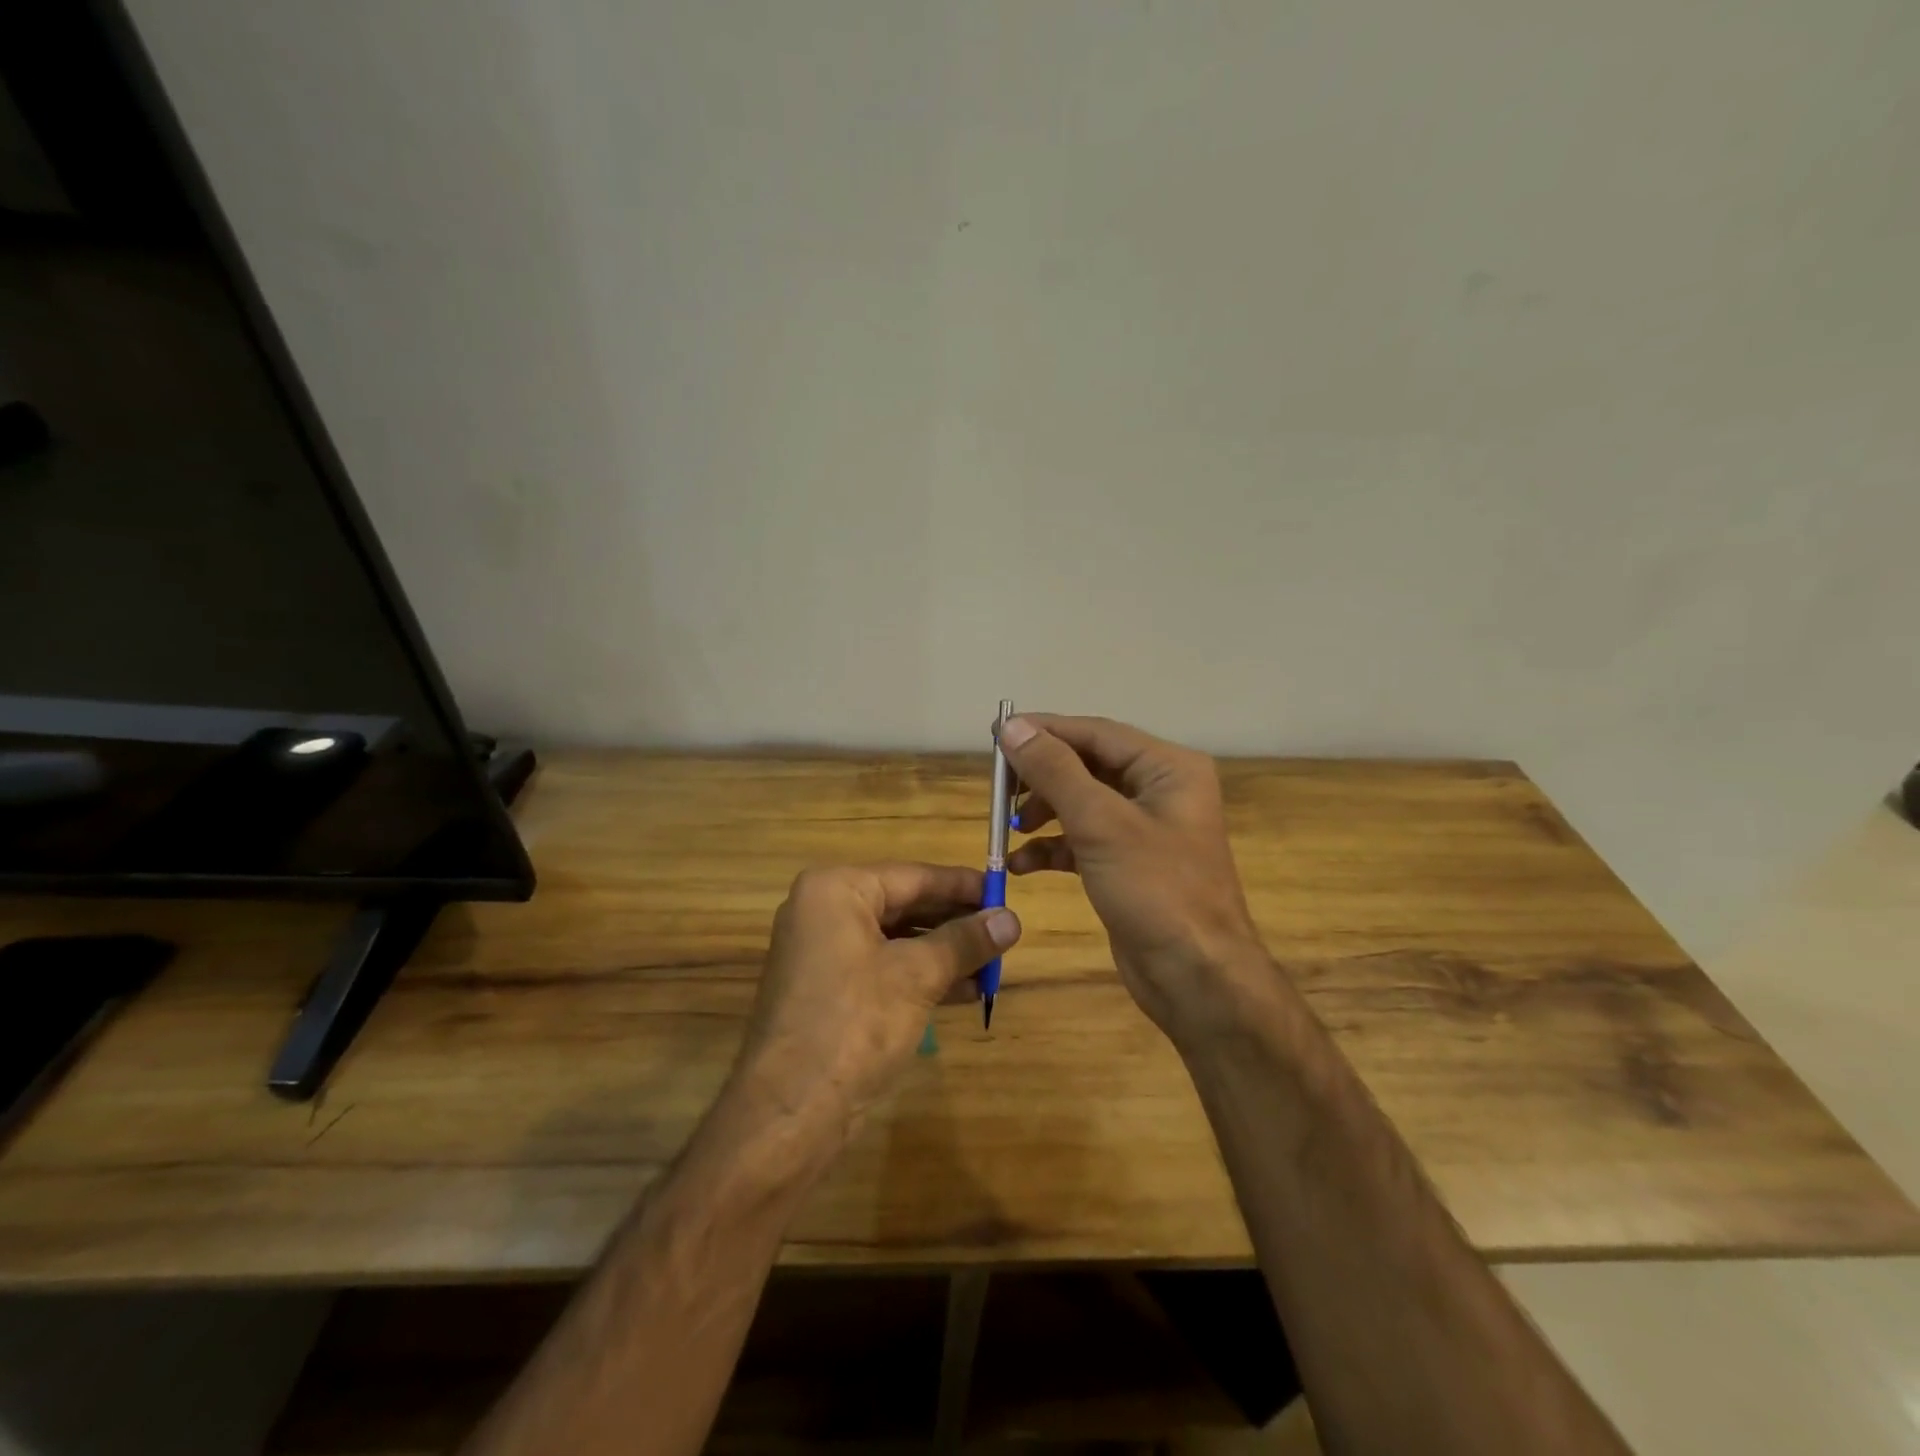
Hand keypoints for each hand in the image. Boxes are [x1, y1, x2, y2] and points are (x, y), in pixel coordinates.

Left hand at [732, 863, 1019, 1136]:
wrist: (790, 1112)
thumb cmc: (855, 1024)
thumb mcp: (917, 976)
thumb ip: (965, 942)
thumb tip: (1012, 919)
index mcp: (836, 890)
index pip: (913, 876)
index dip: (963, 885)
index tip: (1005, 891)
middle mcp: (824, 911)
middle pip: (905, 905)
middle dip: (956, 921)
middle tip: (1005, 929)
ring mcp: (823, 952)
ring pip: (897, 940)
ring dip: (945, 952)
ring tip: (994, 962)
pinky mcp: (829, 989)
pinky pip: (884, 967)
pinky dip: (922, 976)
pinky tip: (966, 990)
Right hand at [997, 714, 1271, 1042]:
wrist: (1196, 978)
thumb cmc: (1156, 890)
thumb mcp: (1101, 823)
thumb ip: (1055, 770)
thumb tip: (1013, 726)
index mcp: (1168, 768)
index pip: (1096, 733)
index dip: (1045, 731)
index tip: (996, 734)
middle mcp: (1159, 790)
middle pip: (1087, 765)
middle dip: (1042, 776)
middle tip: (998, 787)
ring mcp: (1144, 829)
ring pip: (1081, 803)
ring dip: (1043, 812)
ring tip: (1011, 827)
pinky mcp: (1127, 864)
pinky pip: (1083, 840)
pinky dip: (1053, 848)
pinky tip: (1022, 864)